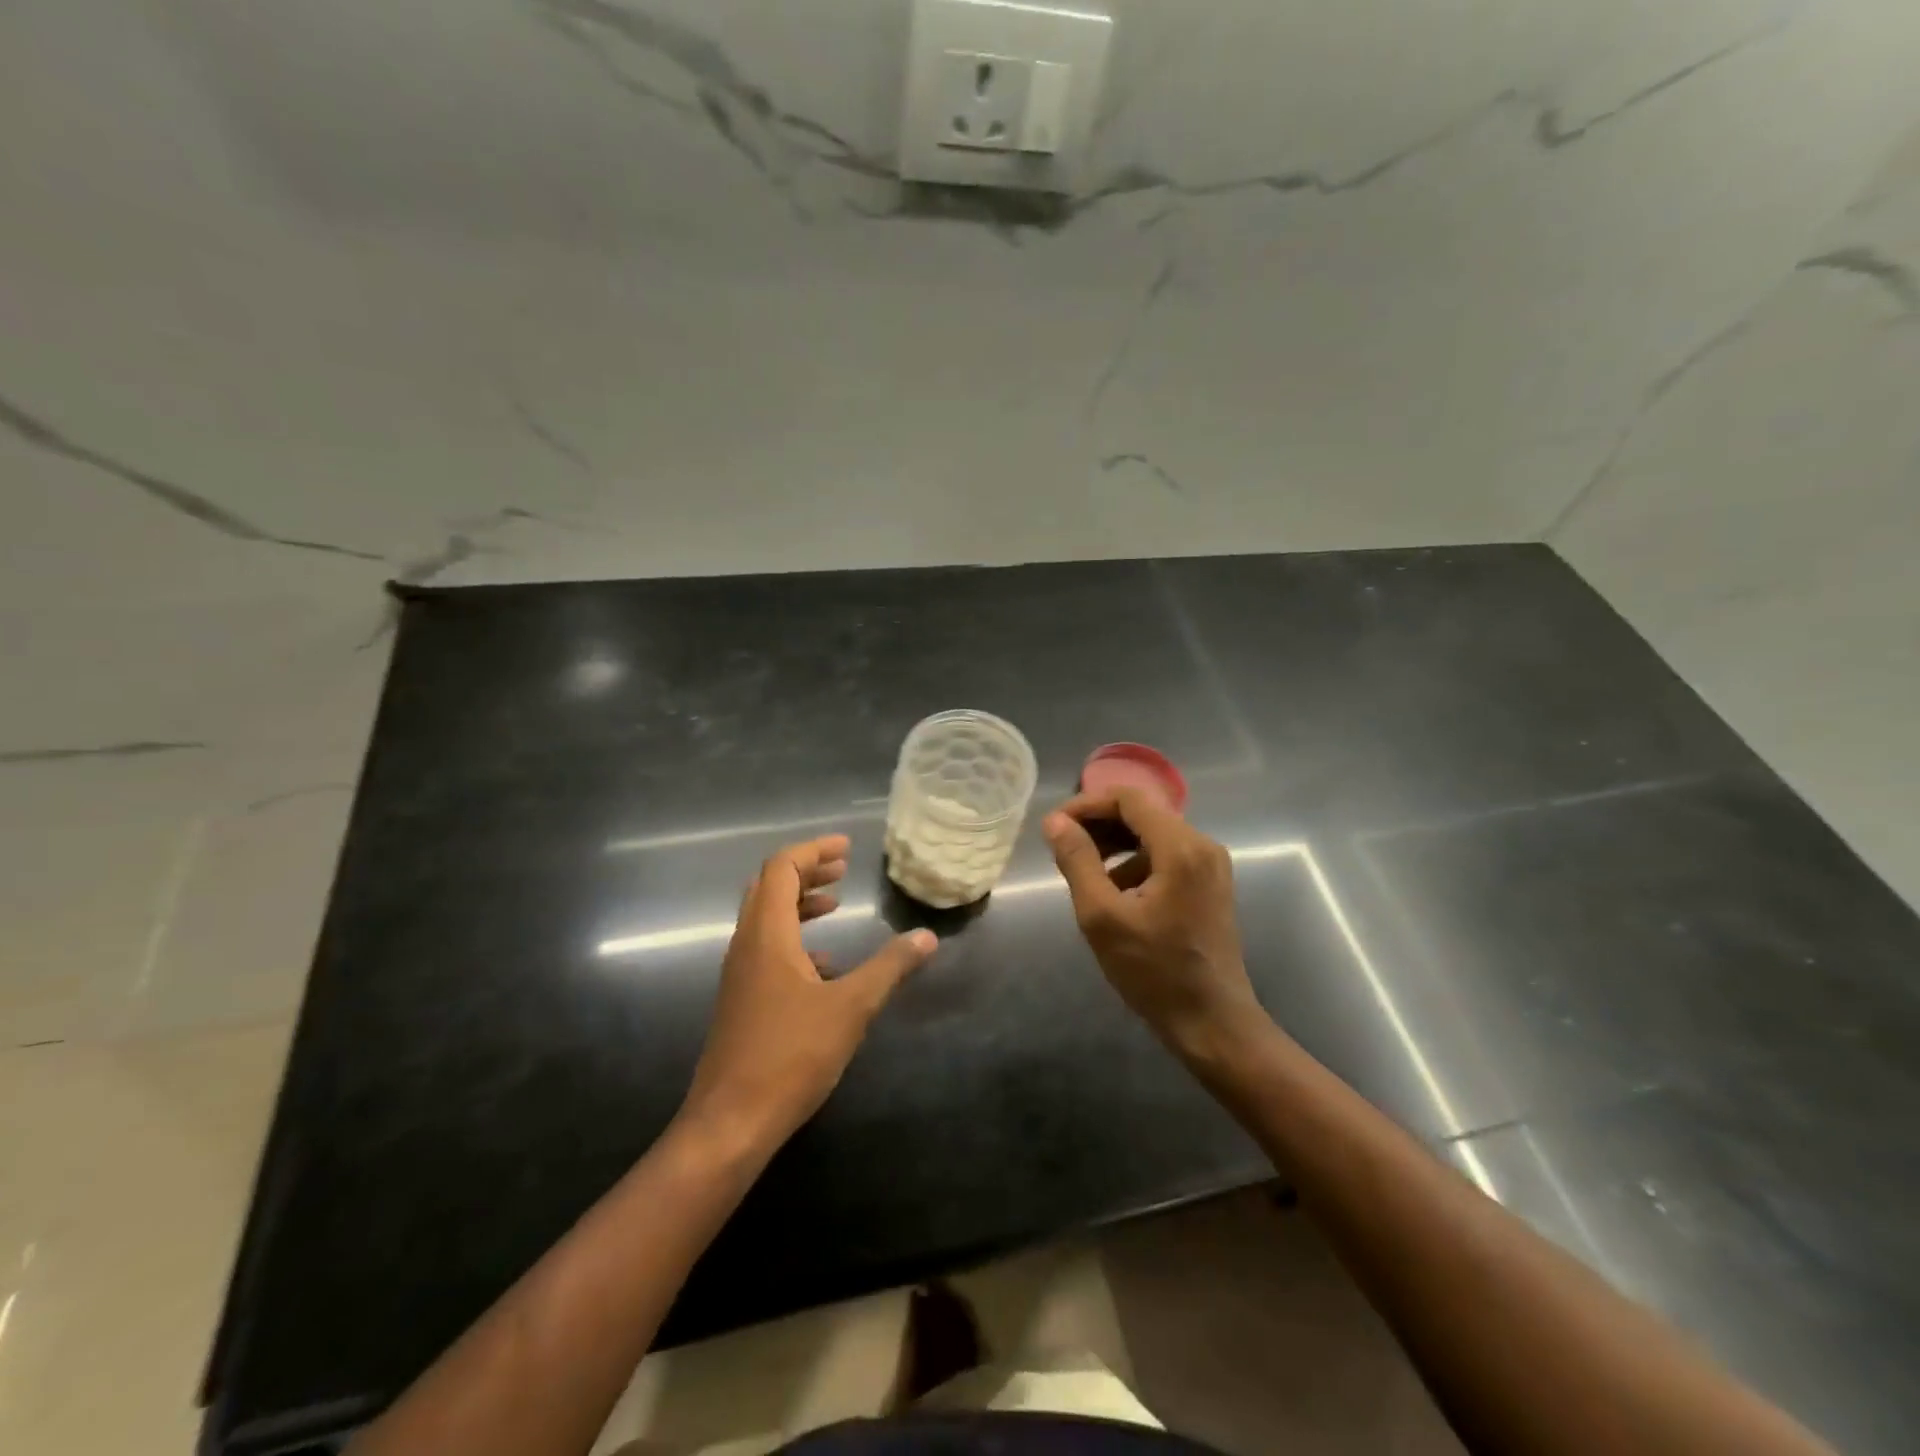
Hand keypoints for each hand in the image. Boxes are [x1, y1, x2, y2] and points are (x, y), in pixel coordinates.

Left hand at [681, 834, 937, 1147]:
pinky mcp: (741, 999)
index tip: (847, 848)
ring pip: (765, 918)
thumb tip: (927, 937)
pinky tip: (825, 965)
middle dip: (806, 871)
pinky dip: (794, 938)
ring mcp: (740, 974)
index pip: (782, 869)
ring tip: (835, 905)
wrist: (730, 1122)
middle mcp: (746, 945)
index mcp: (768, 934)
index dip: (813, 851)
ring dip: (799, 903)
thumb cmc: (790, 1055)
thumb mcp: (851, 1007)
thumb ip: (890, 967)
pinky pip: (766, 948)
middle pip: (768, 886)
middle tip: (842, 868)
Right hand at [1043, 789, 1264, 1057]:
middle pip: (1142, 813)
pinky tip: (1113, 891)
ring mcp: (1211, 865)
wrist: (1212, 1023)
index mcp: (1181, 848)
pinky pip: (1166, 855)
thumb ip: (1077, 861)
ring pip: (1153, 834)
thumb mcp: (1102, 917)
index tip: (1054, 826)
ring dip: (1115, 844)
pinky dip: (1135, 862)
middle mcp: (1202, 845)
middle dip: (1099, 824)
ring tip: (1082, 871)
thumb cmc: (1154, 972)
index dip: (1086, 804)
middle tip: (1062, 848)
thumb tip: (1055, 821)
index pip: (1128, 798)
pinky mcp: (1209, 884)